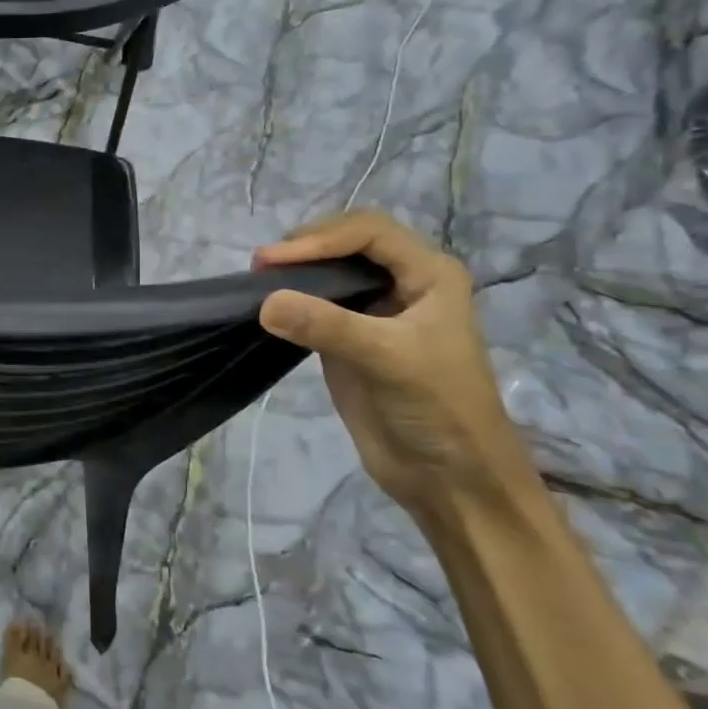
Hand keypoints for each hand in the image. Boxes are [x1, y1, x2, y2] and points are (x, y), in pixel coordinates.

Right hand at [254, 212, 537, 516]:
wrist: (449, 476)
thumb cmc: (438, 407)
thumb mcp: (388, 359)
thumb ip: (327, 326)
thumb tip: (264, 302)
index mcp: (429, 274)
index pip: (369, 232)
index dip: (321, 238)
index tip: (275, 260)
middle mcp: (403, 283)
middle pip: (346, 243)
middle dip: (305, 247)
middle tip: (262, 266)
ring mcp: (373, 311)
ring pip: (328, 271)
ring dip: (294, 271)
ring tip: (258, 280)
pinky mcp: (348, 339)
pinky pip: (314, 305)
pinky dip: (290, 299)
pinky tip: (267, 306)